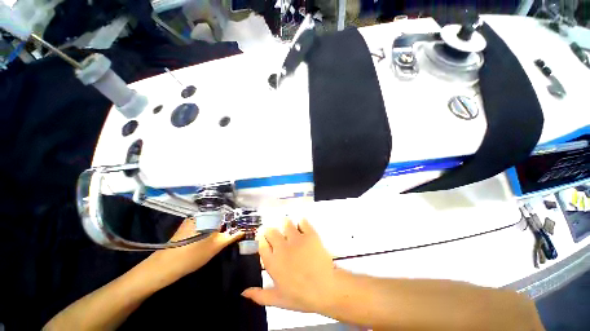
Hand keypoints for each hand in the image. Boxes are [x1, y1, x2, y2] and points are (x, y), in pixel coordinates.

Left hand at [148, 219, 243, 280]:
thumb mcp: (216, 246)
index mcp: (209, 215)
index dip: (238, 217)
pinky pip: (206, 222)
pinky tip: (215, 235)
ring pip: (214, 218)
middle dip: (231, 221)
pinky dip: (213, 226)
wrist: (165, 266)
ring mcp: (194, 218)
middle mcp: (202, 213)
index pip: (229, 211)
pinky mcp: (189, 225)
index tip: (245, 223)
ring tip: (229, 232)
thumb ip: (232, 236)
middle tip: (238, 229)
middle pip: (222, 214)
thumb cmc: (193, 255)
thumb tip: (244, 230)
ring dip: (222, 224)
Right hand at [241, 218, 337, 313]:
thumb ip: (259, 295)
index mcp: (273, 262)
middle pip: (271, 231)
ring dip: (286, 225)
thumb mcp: (279, 300)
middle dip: (271, 231)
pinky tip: (302, 226)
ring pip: (286, 223)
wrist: (326, 288)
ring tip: (289, 229)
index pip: (262, 244)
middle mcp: (282, 247)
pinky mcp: (309, 234)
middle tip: (277, 235)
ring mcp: (296, 239)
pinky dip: (301, 223)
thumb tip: (243, 292)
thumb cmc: (301, 296)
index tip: (264, 239)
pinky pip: (303, 222)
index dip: (262, 240)